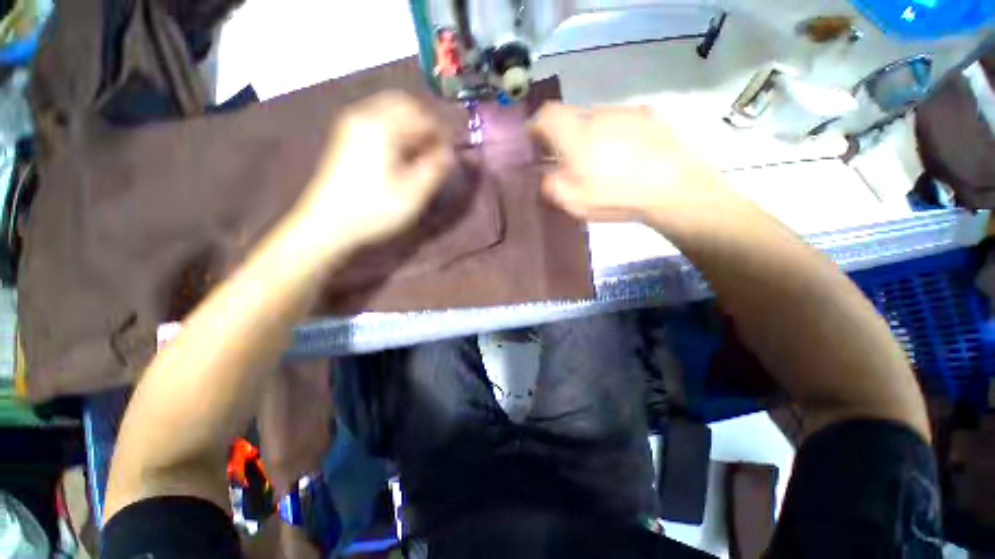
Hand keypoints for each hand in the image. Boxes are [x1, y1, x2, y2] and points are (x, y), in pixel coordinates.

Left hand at [292, 92, 454, 258]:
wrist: (328, 223)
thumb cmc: (374, 209)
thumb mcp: (413, 193)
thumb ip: (435, 168)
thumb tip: (451, 153)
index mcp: (382, 127)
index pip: (422, 116)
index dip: (441, 133)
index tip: (451, 153)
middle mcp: (365, 116)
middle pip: (404, 104)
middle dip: (425, 124)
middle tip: (437, 149)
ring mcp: (352, 124)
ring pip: (390, 111)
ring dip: (411, 127)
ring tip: (422, 153)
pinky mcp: (347, 136)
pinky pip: (379, 121)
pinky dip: (396, 131)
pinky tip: (402, 154)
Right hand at [531, 103, 729, 225]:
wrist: (673, 188)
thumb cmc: (617, 196)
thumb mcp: (575, 201)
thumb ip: (553, 184)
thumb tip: (546, 173)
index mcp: (575, 134)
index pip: (547, 115)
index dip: (536, 124)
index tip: (534, 139)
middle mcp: (597, 115)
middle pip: (571, 116)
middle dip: (563, 134)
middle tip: (567, 157)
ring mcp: (624, 113)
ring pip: (595, 118)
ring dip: (589, 134)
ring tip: (599, 159)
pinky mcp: (647, 116)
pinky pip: (619, 121)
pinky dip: (611, 134)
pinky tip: (623, 155)